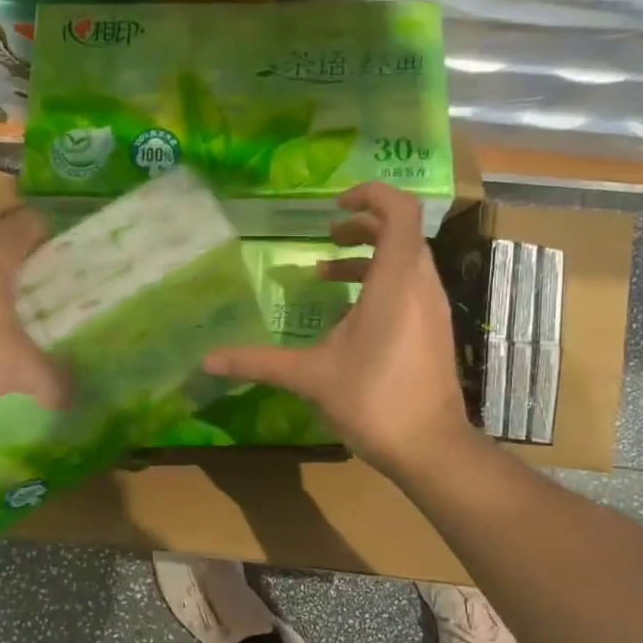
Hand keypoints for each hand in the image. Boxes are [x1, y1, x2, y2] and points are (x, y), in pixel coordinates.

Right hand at [205, 183, 474, 477]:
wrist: (430, 448)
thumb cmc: (373, 399)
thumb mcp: (310, 376)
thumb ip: (259, 362)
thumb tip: (208, 360)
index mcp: (395, 282)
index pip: (400, 211)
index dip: (372, 195)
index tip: (335, 204)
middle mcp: (420, 286)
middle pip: (402, 233)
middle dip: (363, 227)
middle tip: (328, 235)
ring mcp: (432, 310)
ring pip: (406, 262)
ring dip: (369, 259)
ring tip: (326, 273)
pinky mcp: (434, 332)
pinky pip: (409, 289)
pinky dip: (380, 285)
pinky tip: (348, 317)